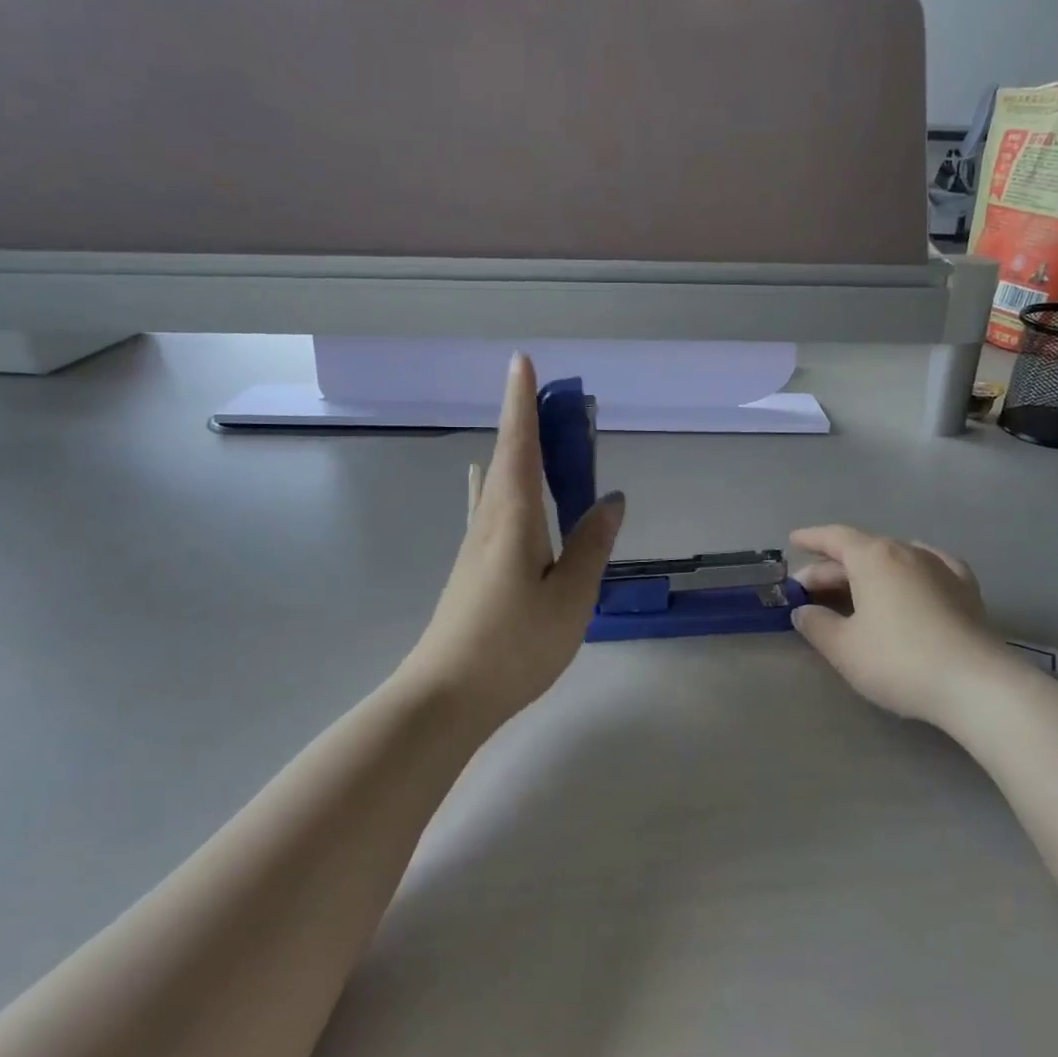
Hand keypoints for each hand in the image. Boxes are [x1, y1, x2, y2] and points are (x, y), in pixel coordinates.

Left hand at [400, 354, 624, 727]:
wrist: (447, 696)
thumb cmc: (514, 644)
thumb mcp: (570, 596)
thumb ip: (591, 545)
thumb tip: (610, 499)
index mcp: (512, 517)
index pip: (519, 444)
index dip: (522, 401)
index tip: (522, 360)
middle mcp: (488, 520)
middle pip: (508, 458)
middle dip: (529, 424)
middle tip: (559, 407)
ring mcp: (474, 546)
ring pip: (498, 484)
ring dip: (520, 456)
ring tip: (545, 447)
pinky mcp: (472, 569)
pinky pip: (493, 510)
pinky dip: (508, 488)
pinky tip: (506, 496)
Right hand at [789, 525, 1005, 724]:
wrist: (976, 684)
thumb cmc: (899, 660)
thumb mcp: (843, 648)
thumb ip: (817, 624)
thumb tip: (803, 611)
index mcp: (874, 557)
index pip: (835, 537)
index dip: (812, 539)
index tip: (794, 540)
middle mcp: (907, 552)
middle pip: (862, 551)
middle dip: (832, 568)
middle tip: (809, 589)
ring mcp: (941, 568)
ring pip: (894, 559)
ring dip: (868, 572)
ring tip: (853, 589)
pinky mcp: (966, 590)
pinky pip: (929, 568)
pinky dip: (909, 573)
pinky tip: (911, 581)